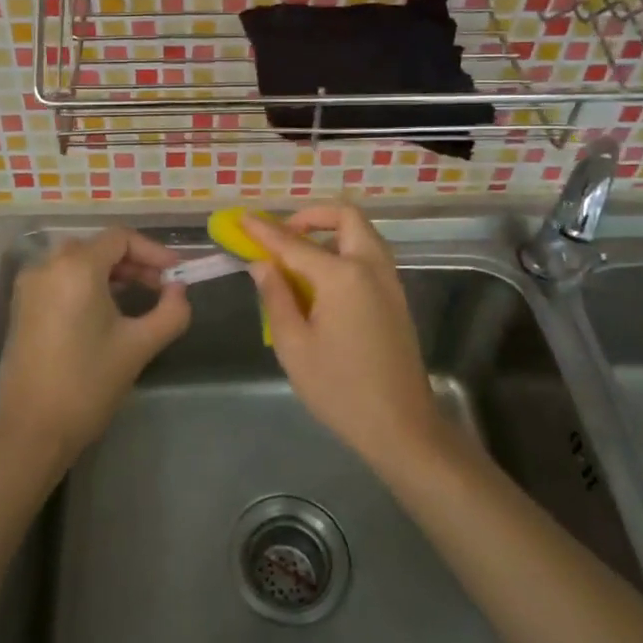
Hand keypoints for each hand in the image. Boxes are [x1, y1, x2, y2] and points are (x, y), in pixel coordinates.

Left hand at [0, 228, 190, 465]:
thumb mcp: (139, 346)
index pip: (120, 238)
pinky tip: (105, 311)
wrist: (32, 430)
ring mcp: (29, 286)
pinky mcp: (21, 307)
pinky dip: (86, 283)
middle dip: (133, 261)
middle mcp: (47, 266)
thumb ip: (170, 312)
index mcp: (76, 268)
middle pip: (98, 246)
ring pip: (77, 261)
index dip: (153, 251)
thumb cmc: (88, 384)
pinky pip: (59, 279)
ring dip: (110, 272)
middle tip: (161, 286)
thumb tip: (179, 291)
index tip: (176, 273)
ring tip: (137, 297)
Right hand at [245, 205, 445, 469]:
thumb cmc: (339, 389)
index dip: (264, 231)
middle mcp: (371, 267)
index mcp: (343, 276)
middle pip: (346, 217)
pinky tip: (322, 281)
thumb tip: (262, 265)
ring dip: (331, 232)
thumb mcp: (294, 346)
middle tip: (283, 235)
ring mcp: (389, 281)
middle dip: (312, 216)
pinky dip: (345, 251)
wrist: (401, 426)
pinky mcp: (396, 298)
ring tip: (298, 257)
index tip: (242, 219)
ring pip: (362, 234)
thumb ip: (276, 297)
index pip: (294, 243)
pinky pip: (369, 256)